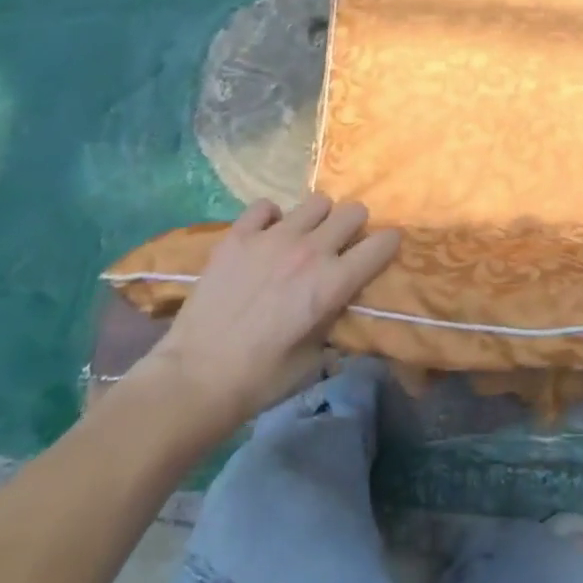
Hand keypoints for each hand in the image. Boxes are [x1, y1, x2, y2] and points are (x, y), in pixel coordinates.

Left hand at [126, 195, 399, 449]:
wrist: (194, 378)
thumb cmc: (260, 379)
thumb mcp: (313, 360)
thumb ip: (333, 323)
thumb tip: (341, 309)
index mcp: (332, 283)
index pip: (381, 245)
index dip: (388, 245)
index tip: (384, 251)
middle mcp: (310, 251)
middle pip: (353, 212)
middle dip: (354, 227)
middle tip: (341, 246)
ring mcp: (272, 238)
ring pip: (316, 202)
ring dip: (318, 219)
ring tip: (303, 239)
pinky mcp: (238, 235)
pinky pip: (266, 206)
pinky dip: (271, 218)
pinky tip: (265, 237)